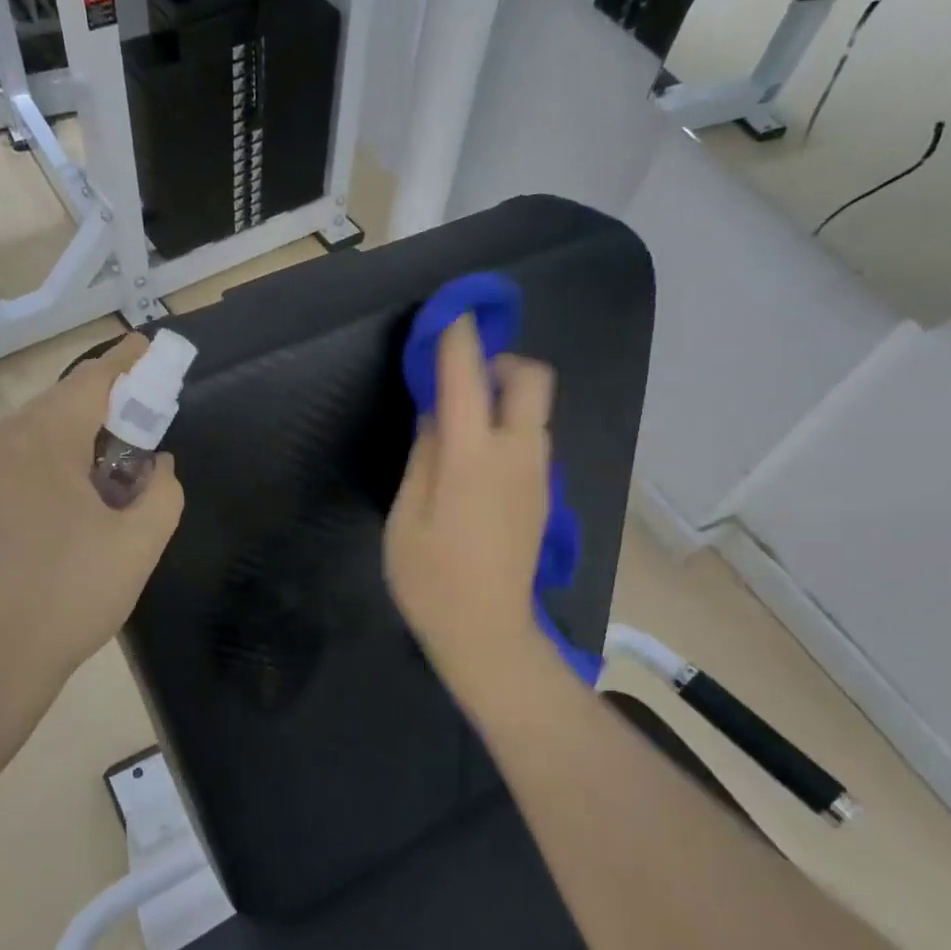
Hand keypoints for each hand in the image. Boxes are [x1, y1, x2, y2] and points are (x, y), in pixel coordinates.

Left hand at [0, 335, 184, 706]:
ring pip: (24, 441)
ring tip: (93, 489)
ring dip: (64, 447)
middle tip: (133, 438)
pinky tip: (49, 517)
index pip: (90, 383)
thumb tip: (155, 463)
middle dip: (98, 414)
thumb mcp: (140, 544)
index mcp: (40, 444)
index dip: (126, 363)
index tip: (148, 348)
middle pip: (55, 410)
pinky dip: (32, 474)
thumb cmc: (71, 598)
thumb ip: (163, 490)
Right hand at [384, 316, 555, 705]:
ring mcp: (539, 475)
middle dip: (499, 362)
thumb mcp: (406, 518)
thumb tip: (436, 413)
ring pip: (535, 410)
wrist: (488, 634)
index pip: (468, 375)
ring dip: (505, 397)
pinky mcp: (544, 495)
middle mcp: (518, 454)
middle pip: (531, 379)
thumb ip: (423, 456)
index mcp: (473, 457)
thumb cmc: (431, 581)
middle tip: (461, 381)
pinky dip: (510, 427)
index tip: (448, 315)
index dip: (458, 337)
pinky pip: (533, 440)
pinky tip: (478, 461)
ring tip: (462, 424)